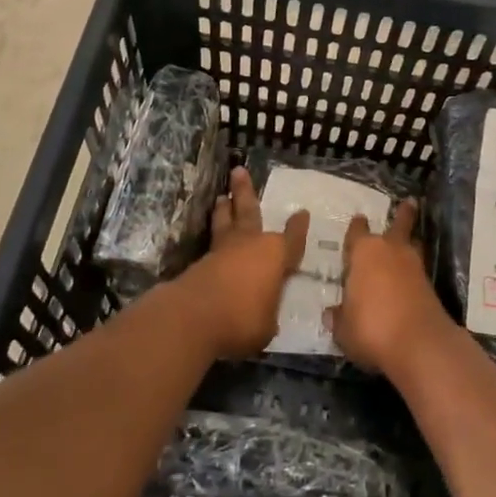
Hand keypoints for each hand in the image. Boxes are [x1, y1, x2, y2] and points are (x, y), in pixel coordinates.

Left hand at [167, 167, 307, 358]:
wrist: (194, 317)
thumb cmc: (242, 320)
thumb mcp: (268, 325)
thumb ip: (268, 312)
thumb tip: (263, 310)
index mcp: (275, 255)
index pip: (293, 239)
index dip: (298, 228)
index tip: (302, 213)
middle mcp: (250, 244)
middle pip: (250, 211)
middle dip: (245, 191)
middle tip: (239, 171)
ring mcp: (222, 251)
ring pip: (226, 222)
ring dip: (225, 209)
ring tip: (223, 196)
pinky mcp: (200, 262)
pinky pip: (212, 243)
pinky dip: (214, 235)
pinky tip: (214, 238)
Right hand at [327, 200, 455, 375]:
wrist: (419, 344)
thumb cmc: (371, 328)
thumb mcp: (343, 328)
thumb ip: (338, 317)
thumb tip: (332, 313)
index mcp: (363, 252)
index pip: (357, 231)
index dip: (356, 227)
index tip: (358, 220)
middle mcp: (390, 251)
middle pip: (398, 225)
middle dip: (403, 214)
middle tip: (409, 203)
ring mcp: (414, 266)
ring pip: (413, 244)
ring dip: (412, 240)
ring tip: (412, 238)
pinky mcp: (430, 286)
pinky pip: (419, 269)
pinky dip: (414, 270)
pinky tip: (410, 276)